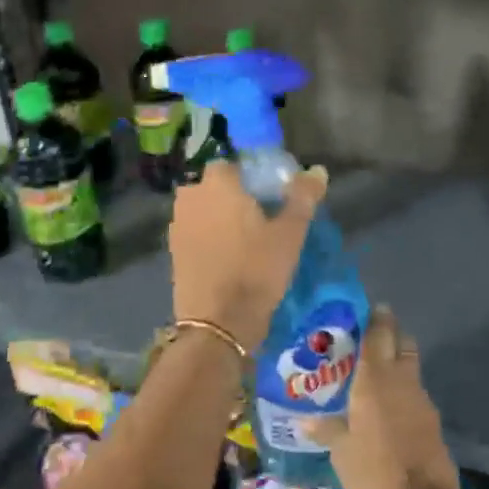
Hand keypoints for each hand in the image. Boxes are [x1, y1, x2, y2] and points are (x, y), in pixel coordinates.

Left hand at [169, 160, 326, 347]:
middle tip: (260, 220)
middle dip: (233, 198)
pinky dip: (207, 239)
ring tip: (244, 241)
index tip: (269, 197)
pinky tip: (226, 258)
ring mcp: (176, 225)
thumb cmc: (257, 270)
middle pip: (214, 188)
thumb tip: (317, 170)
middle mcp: (190, 197)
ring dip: (218, 219)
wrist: (218, 323)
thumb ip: (303, 197)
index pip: (232, 165)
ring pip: (203, 211)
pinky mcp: (172, 252)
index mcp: (217, 184)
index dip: (250, 178)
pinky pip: (194, 233)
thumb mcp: (290, 233)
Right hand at [306, 307, 462, 488]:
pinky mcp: (432, 423)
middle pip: (402, 343)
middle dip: (389, 335)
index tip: (368, 308)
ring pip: (410, 368)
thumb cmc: (374, 474)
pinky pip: (414, 395)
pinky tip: (386, 408)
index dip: (375, 318)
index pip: (378, 334)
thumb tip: (306, 421)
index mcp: (375, 380)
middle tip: (368, 339)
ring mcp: (422, 402)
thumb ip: (326, 430)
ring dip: (396, 365)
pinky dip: (402, 392)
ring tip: (371, 375)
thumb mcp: (341, 453)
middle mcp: (402, 382)